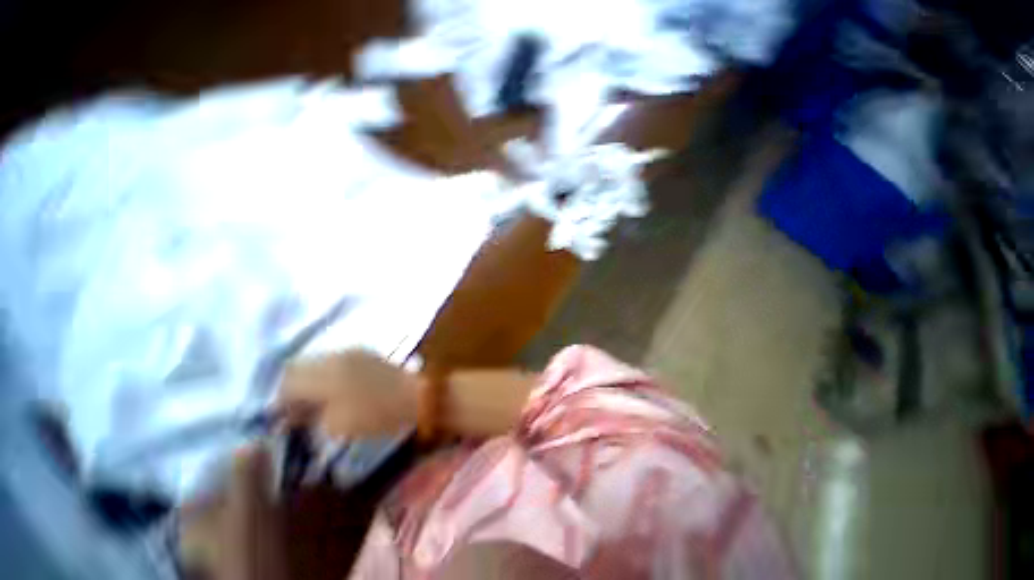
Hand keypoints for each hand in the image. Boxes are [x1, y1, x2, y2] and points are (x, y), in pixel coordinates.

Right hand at [278, 349, 420, 436]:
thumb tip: (295, 413)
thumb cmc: (377, 414)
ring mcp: (354, 352)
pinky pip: (336, 361)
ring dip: (310, 379)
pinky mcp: (367, 355)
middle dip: (292, 387)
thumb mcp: (336, 424)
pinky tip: (334, 391)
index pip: (287, 379)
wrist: (418, 396)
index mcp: (325, 371)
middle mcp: (337, 355)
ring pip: (318, 362)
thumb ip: (309, 416)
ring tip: (315, 402)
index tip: (282, 418)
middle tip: (296, 410)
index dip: (279, 399)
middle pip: (299, 366)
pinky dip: (328, 374)